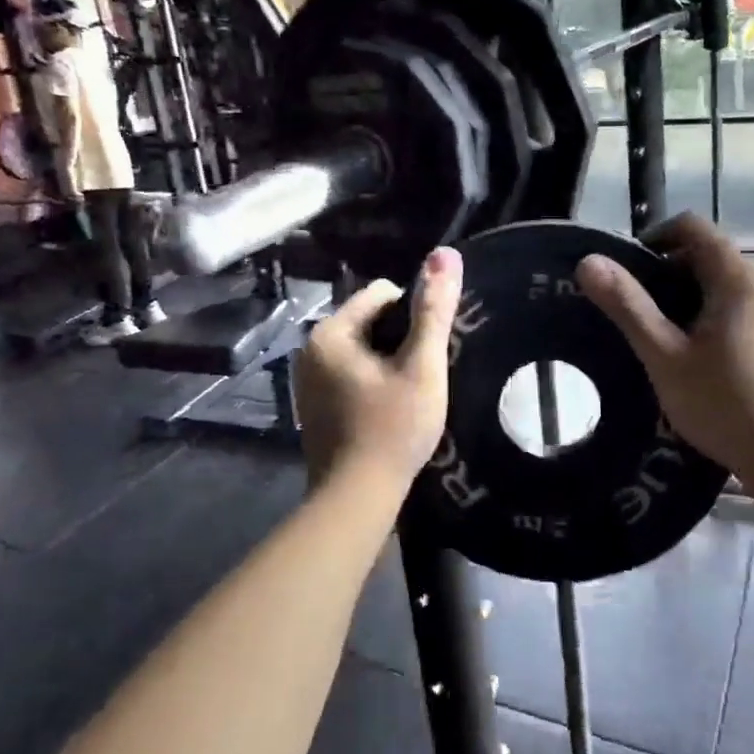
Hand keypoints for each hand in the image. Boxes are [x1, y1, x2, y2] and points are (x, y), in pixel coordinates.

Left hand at [295, 247, 462, 492]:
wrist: (356, 499)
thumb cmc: (393, 429)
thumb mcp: (422, 366)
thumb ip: (434, 310)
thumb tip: (445, 254)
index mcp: (331, 332)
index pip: (383, 293)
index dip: (414, 316)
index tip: (428, 352)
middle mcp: (310, 349)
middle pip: (371, 321)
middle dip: (400, 340)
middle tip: (423, 375)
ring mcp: (308, 379)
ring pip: (363, 350)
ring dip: (389, 362)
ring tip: (409, 394)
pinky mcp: (313, 405)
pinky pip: (351, 374)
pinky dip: (373, 383)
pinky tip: (388, 410)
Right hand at [576, 213, 753, 483]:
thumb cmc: (724, 403)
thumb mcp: (664, 356)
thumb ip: (627, 305)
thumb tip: (588, 261)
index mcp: (737, 279)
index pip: (692, 227)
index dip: (654, 237)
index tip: (626, 269)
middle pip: (709, 256)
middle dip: (668, 273)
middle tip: (636, 312)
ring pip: (726, 286)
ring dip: (690, 299)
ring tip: (661, 339)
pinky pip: (744, 310)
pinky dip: (714, 317)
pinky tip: (700, 360)